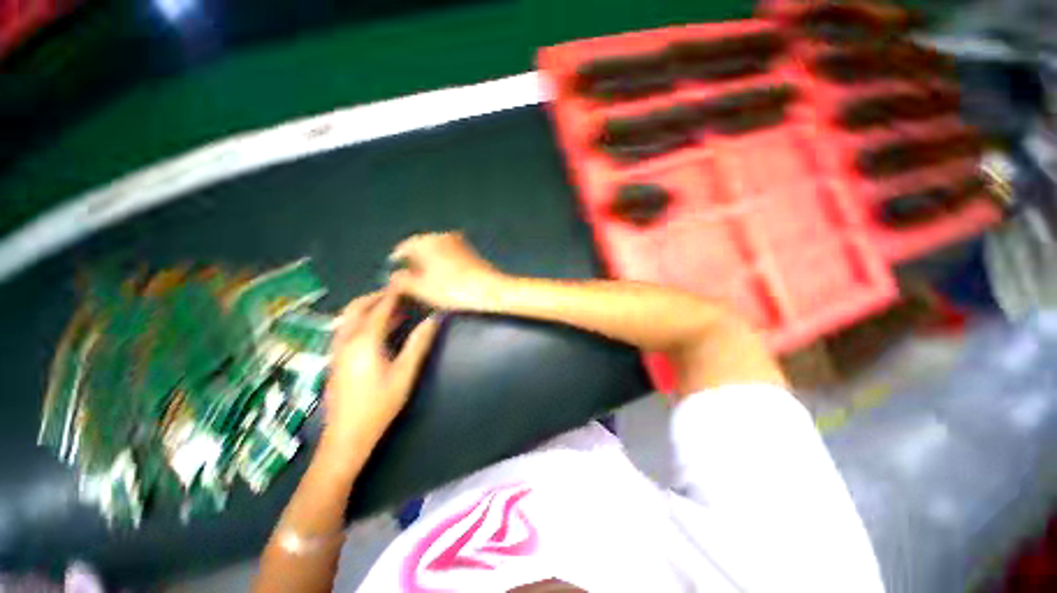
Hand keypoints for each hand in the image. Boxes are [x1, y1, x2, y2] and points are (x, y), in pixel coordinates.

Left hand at [319, 290, 439, 458]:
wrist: (346, 436)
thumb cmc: (379, 404)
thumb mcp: (405, 373)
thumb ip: (419, 343)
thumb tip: (433, 320)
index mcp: (364, 340)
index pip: (381, 308)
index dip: (395, 294)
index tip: (407, 283)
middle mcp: (346, 339)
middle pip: (358, 307)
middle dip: (377, 296)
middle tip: (399, 295)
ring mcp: (337, 349)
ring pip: (349, 317)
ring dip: (368, 307)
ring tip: (392, 309)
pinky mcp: (335, 358)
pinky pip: (346, 328)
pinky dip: (362, 320)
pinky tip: (377, 329)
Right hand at [388, 232, 505, 311]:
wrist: (490, 290)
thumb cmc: (452, 289)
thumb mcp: (422, 289)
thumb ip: (402, 281)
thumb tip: (394, 276)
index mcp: (427, 241)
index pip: (404, 248)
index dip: (396, 261)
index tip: (393, 273)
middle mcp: (443, 236)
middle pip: (421, 248)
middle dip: (413, 263)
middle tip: (409, 280)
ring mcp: (459, 243)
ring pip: (436, 251)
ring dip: (428, 264)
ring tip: (425, 281)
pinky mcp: (471, 252)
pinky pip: (449, 255)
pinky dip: (442, 264)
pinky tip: (444, 279)